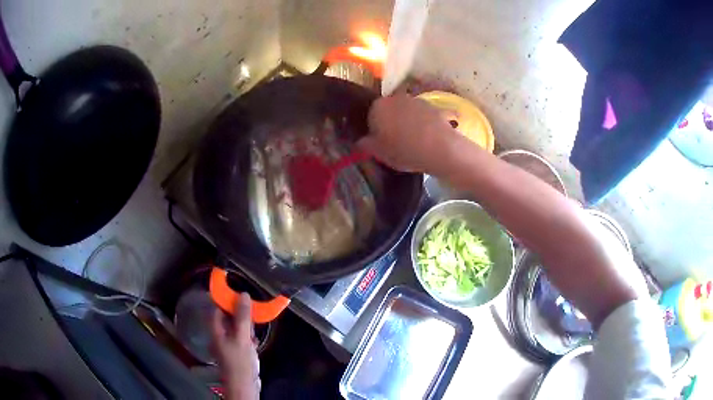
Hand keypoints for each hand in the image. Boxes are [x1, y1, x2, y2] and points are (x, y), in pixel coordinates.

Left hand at [212, 293, 259, 399]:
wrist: (244, 385)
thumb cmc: (240, 361)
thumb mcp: (242, 337)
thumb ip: (242, 317)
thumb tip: (243, 294)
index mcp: (215, 329)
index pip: (217, 308)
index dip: (227, 300)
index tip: (240, 294)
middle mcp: (219, 335)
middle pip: (227, 317)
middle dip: (239, 314)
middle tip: (251, 313)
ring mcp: (227, 344)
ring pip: (235, 328)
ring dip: (245, 326)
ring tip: (253, 330)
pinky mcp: (236, 352)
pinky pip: (241, 338)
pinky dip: (248, 337)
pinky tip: (255, 341)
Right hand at [358, 94, 462, 173]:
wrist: (440, 148)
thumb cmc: (404, 150)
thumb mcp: (379, 153)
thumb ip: (365, 145)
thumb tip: (360, 141)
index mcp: (377, 107)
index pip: (369, 116)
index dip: (374, 130)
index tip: (379, 142)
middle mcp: (395, 98)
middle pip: (388, 111)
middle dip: (389, 123)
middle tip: (394, 142)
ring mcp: (415, 100)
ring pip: (404, 111)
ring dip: (405, 122)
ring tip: (412, 141)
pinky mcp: (432, 106)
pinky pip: (420, 115)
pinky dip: (420, 124)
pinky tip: (425, 138)